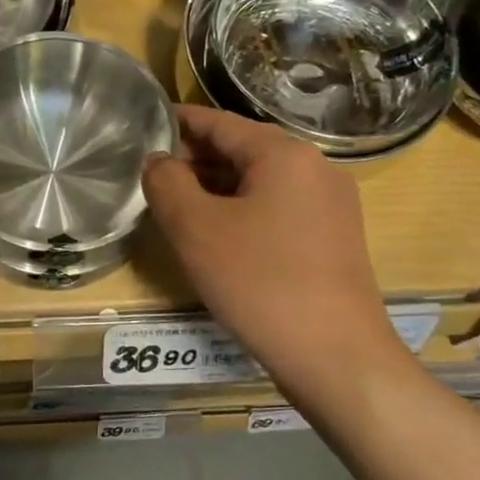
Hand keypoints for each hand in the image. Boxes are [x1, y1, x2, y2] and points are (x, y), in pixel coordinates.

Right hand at [142, 105, 403, 384]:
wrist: (336, 357)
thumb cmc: (260, 282)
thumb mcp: (196, 229)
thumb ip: (166, 183)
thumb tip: (157, 161)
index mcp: (284, 153)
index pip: (219, 122)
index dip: (177, 123)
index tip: (142, 126)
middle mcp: (315, 168)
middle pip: (242, 149)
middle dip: (195, 159)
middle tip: (151, 176)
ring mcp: (330, 204)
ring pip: (259, 181)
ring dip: (216, 188)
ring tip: (176, 206)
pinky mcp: (333, 238)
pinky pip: (277, 208)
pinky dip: (242, 211)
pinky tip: (216, 235)